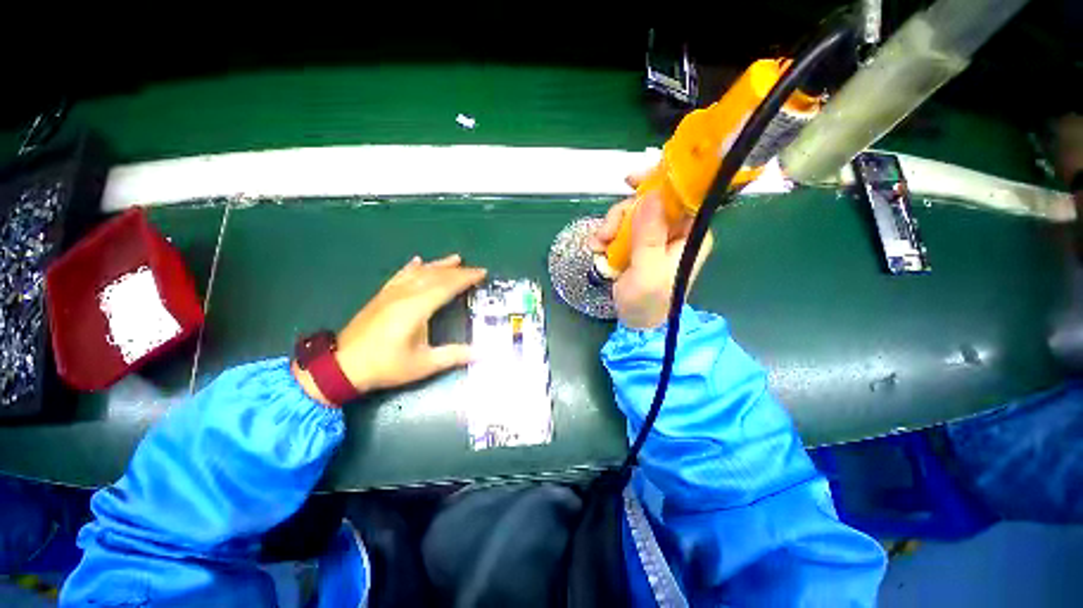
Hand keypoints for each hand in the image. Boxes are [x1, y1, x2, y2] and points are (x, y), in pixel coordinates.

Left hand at [294, 254, 485, 403]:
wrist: (342, 366)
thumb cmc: (386, 366)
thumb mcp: (423, 364)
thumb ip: (454, 355)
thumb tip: (482, 352)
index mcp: (416, 308)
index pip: (447, 286)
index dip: (466, 278)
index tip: (482, 273)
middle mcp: (405, 295)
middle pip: (435, 276)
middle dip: (458, 271)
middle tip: (476, 269)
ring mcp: (391, 293)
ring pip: (419, 272)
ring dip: (439, 264)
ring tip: (455, 258)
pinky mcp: (381, 296)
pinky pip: (400, 275)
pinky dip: (412, 267)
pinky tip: (418, 261)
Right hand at [589, 174, 713, 329]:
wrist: (635, 322)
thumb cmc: (648, 301)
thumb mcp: (648, 271)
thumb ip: (649, 235)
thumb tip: (652, 194)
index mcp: (688, 235)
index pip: (680, 197)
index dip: (658, 183)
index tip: (631, 180)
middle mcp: (672, 231)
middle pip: (648, 203)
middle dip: (623, 214)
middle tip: (606, 232)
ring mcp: (651, 237)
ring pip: (629, 214)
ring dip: (610, 227)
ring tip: (599, 246)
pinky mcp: (635, 244)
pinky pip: (619, 228)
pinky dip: (606, 236)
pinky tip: (598, 249)